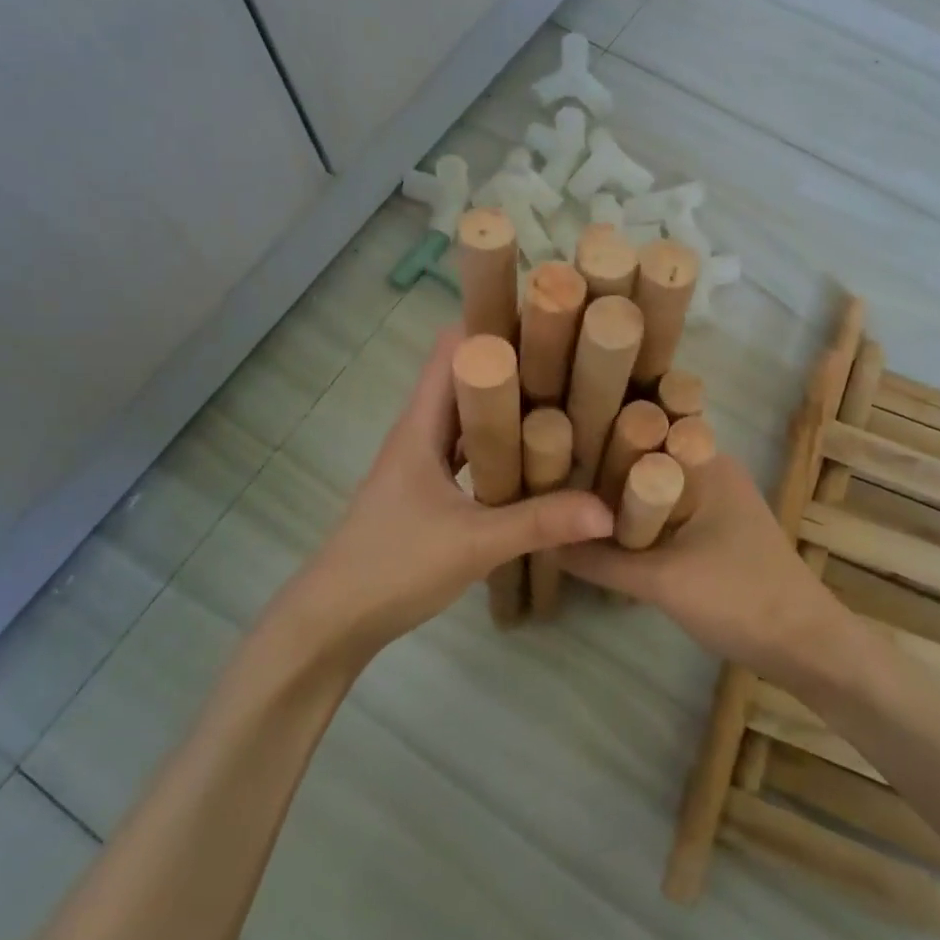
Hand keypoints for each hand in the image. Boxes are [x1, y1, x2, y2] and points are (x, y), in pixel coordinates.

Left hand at [272, 327, 613, 659]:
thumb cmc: (393, 566)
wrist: (333, 622)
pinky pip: (471, 451)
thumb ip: (539, 523)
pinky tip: (536, 456)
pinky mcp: (428, 491)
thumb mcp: (473, 543)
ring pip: (470, 416)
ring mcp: (423, 462)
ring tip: (566, 396)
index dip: (493, 324)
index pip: (453, 348)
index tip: (547, 317)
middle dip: (514, 362)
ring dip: (509, 405)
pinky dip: (500, 445)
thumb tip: (607, 509)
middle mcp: (421, 431)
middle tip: (574, 355)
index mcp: (421, 424)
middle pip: (466, 377)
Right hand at [563, 452, 849, 684]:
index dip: (596, 434)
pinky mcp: (716, 528)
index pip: (641, 429)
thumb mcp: (661, 580)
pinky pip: (667, 511)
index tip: (550, 446)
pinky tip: (605, 532)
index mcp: (705, 461)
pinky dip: (639, 519)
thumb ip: (601, 560)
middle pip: (644, 458)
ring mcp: (716, 499)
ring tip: (565, 501)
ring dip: (619, 498)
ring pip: (654, 487)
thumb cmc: (738, 598)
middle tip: (549, 479)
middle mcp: (711, 468)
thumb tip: (546, 542)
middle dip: (601, 469)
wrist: (806, 646)